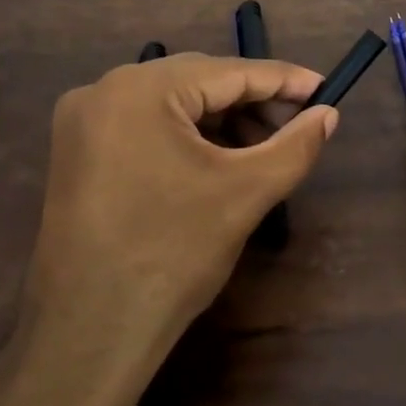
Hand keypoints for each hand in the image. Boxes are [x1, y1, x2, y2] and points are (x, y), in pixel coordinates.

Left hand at [0, 53, 336, 405]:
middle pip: (197, 82)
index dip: (283, 80)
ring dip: (221, 121)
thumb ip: (294, 146)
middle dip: (252, 103)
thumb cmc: (173, 255)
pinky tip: (218, 161)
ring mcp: (83, 122)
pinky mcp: (77, 152)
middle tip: (298, 125)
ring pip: (171, 104)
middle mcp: (103, 90)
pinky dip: (186, 137)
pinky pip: (145, 126)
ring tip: (262, 149)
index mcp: (139, 90)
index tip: (325, 89)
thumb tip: (328, 115)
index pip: (228, 72)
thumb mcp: (245, 193)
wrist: (90, 333)